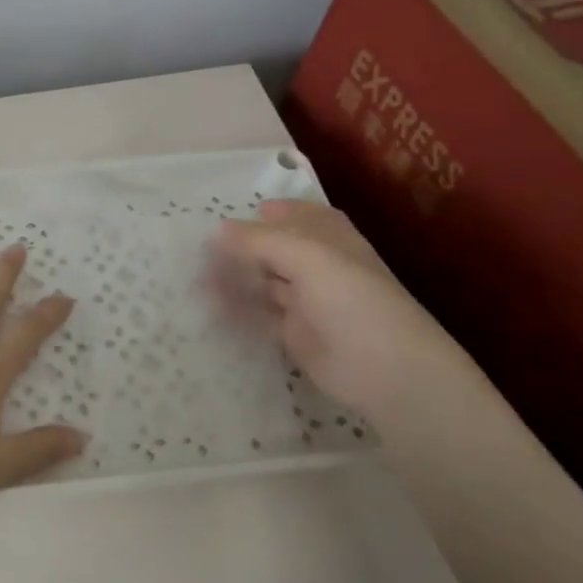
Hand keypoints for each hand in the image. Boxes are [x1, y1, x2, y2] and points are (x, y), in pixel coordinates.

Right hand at [206, 200, 472, 420]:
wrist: (385, 369)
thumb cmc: (352, 300)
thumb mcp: (307, 258)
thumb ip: (260, 241)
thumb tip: (219, 229)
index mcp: (331, 242)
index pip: (301, 218)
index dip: (272, 214)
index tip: (234, 216)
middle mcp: (319, 268)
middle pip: (275, 251)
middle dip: (242, 250)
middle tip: (201, 252)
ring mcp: (307, 303)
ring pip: (264, 285)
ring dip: (234, 281)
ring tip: (197, 282)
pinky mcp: (296, 335)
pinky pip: (261, 318)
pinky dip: (238, 313)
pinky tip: (212, 311)